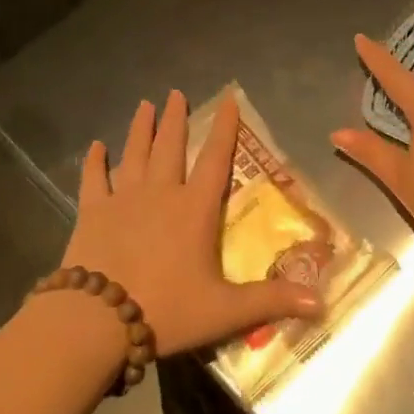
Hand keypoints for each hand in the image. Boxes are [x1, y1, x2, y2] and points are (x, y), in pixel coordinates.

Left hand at [67, 90, 321, 355]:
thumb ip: (270, 301)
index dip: (224, 128)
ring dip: (140, 128)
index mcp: (194, 209)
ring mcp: (122, 198)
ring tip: (144, 105)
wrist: (96, 321)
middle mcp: (160, 193)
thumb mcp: (224, 311)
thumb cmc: (165, 310)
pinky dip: (94, 161)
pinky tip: (94, 146)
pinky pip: (93, 178)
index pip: (216, 159)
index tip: (227, 100)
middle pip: (170, 146)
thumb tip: (322, 301)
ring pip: (134, 153)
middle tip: (175, 93)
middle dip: (175, 118)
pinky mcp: (92, 212)